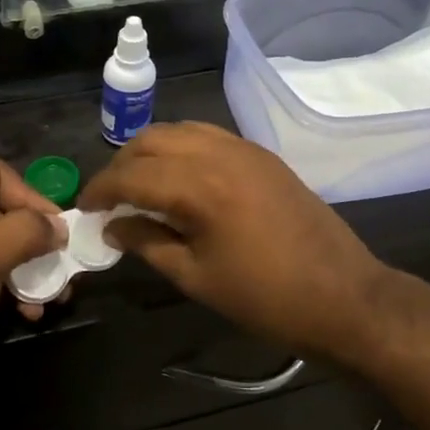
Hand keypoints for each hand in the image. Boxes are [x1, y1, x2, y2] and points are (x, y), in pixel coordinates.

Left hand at [0, 159, 64, 411]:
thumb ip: (24, 233)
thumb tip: (61, 226)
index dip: (29, 196)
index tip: (58, 229)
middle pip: (1, 211)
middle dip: (36, 238)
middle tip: (66, 263)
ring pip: (2, 247)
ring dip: (32, 268)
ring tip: (57, 293)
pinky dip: (16, 289)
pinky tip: (33, 311)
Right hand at [78, 122, 391, 361]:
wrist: (344, 296)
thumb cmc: (265, 297)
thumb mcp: (196, 277)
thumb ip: (148, 243)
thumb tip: (113, 227)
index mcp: (200, 186)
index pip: (132, 174)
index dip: (101, 189)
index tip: (85, 209)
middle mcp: (219, 153)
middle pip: (152, 141)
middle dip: (122, 165)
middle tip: (109, 198)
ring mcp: (245, 149)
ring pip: (180, 131)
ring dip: (151, 151)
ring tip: (138, 185)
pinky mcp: (262, 156)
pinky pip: (208, 136)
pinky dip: (181, 148)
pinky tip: (178, 178)